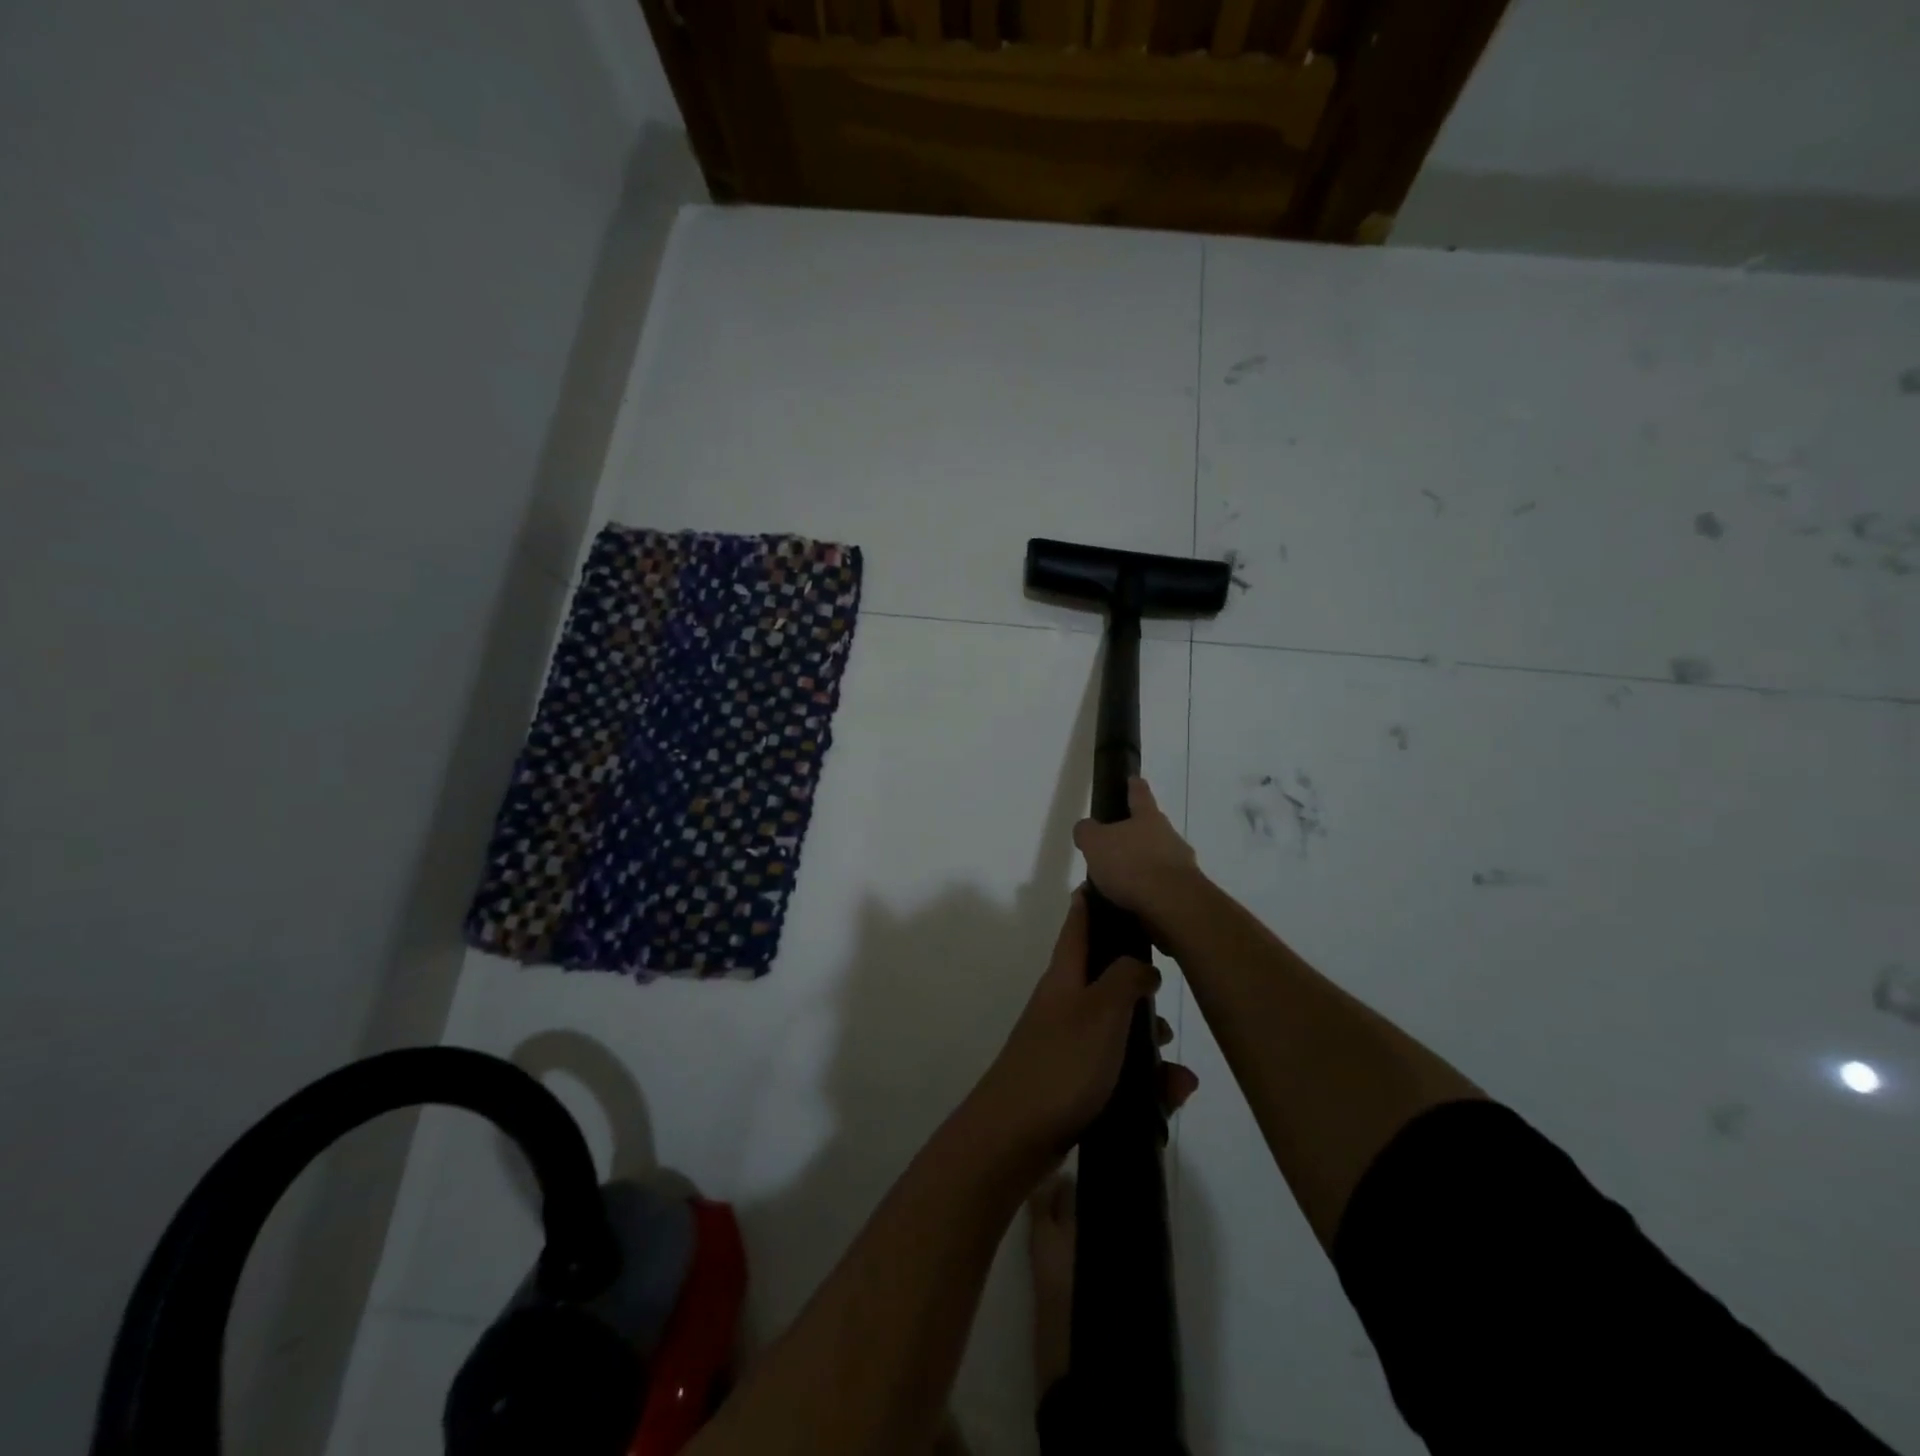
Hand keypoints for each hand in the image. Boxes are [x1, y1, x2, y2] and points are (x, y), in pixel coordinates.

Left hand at [970, 891, 1197, 1169]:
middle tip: (1168, 992)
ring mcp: (1068, 1043)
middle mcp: (1064, 1003)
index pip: (1077, 924)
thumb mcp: (1101, 1011)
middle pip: (1105, 976)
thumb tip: (1142, 965)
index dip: (1092, 901)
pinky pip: (1118, 1071)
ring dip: (1149, 1043)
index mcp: (1065, 976)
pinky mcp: (1075, 1082)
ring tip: (1176, 1071)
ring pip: (1118, 1029)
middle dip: (1140, 985)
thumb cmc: (1062, 1063)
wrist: (1015, 1136)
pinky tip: (1170, 1098)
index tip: (1111, 880)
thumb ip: (1126, 978)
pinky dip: (1145, 1081)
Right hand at [1071, 778, 1200, 924]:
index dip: (1134, 786)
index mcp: (1148, 818)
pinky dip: (1147, 891)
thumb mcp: (1095, 844)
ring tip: (1118, 883)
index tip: (1133, 779)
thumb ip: (1087, 832)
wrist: (1172, 905)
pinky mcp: (1185, 892)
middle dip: (1135, 834)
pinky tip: (1131, 902)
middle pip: (1151, 828)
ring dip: (1141, 866)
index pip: (1139, 794)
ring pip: (1157, 858)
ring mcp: (1181, 864)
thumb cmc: (1131, 865)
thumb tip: (1086, 828)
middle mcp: (1169, 836)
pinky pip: (1161, 886)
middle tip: (1114, 845)